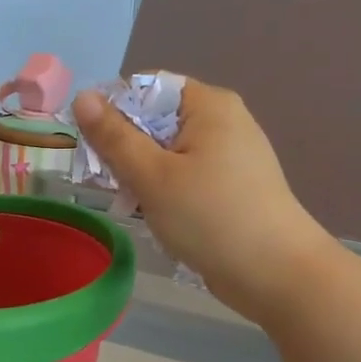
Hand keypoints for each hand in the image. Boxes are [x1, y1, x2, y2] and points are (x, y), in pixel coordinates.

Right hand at [71, 80, 330, 322]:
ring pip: (167, 151)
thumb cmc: (210, 217)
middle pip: (156, 119)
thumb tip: (83, 96)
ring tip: (132, 206)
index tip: (94, 148)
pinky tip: (158, 216)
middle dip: (126, 149)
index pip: (146, 86)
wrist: (277, 274)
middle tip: (110, 185)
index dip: (113, 111)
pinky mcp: (233, 185)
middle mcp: (223, 120)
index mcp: (208, 104)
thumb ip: (114, 137)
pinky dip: (166, 190)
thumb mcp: (152, 176)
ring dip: (142, 174)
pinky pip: (186, 174)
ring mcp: (231, 154)